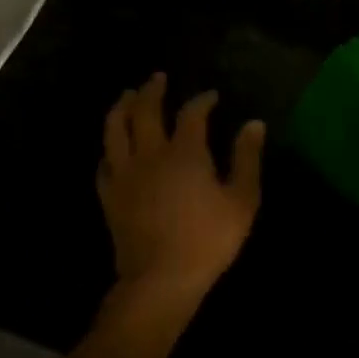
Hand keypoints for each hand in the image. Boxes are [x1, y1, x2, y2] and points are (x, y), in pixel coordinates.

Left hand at [97, 73, 265, 316]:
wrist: (160, 280)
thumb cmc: (207, 240)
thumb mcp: (242, 200)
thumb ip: (247, 159)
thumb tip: (254, 124)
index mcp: (185, 152)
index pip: (192, 113)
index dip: (202, 100)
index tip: (211, 96)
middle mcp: (150, 154)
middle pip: (145, 110)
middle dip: (152, 90)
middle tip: (157, 78)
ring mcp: (125, 174)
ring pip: (115, 129)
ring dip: (122, 107)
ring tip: (127, 96)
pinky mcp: (109, 196)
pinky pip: (104, 164)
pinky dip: (109, 150)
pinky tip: (113, 149)